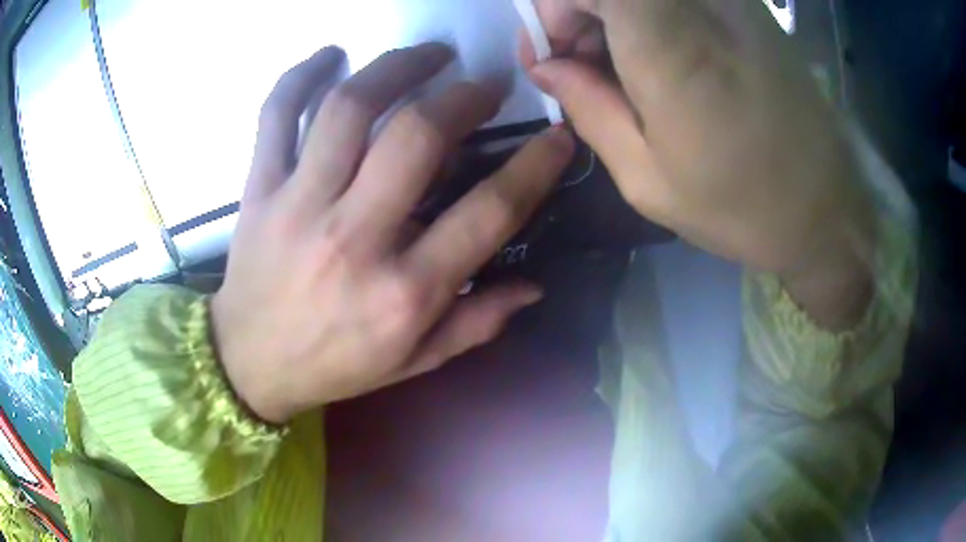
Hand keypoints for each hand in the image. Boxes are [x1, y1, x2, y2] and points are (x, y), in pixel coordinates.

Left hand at [211, 44, 574, 423]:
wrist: (250, 364)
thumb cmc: (334, 365)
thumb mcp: (415, 361)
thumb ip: (476, 322)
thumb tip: (534, 286)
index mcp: (404, 290)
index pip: (489, 211)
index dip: (535, 165)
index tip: (556, 136)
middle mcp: (353, 238)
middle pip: (419, 137)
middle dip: (465, 97)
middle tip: (484, 85)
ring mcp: (298, 205)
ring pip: (348, 108)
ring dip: (397, 67)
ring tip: (428, 54)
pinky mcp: (259, 190)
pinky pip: (275, 115)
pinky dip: (299, 75)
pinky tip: (330, 56)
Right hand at [522, 0, 873, 326]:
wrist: (827, 210)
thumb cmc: (741, 206)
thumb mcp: (646, 177)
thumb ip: (585, 106)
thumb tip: (545, 66)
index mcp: (665, 39)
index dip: (550, 10)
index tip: (552, 57)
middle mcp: (698, 0)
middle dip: (576, 11)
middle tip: (579, 66)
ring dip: (613, 16)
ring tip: (620, 69)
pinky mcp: (748, 6)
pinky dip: (649, 15)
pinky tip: (661, 58)